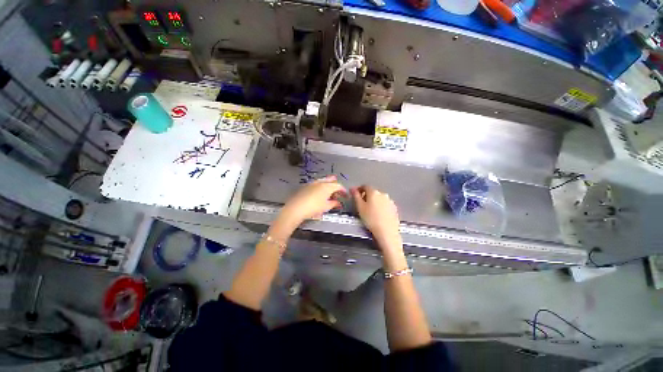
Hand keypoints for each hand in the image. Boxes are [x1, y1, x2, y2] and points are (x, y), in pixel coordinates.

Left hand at [277, 175, 346, 229]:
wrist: (296, 208)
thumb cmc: (314, 207)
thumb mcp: (326, 207)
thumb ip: (334, 204)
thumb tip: (339, 203)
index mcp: (327, 186)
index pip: (338, 186)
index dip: (343, 191)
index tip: (345, 196)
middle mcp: (320, 182)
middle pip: (330, 180)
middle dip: (335, 185)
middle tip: (338, 191)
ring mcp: (312, 183)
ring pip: (323, 181)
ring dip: (328, 185)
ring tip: (329, 192)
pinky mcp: (305, 186)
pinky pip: (316, 184)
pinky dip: (320, 187)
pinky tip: (319, 193)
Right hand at [351, 185, 401, 248]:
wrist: (387, 232)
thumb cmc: (371, 219)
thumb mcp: (360, 207)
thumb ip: (355, 196)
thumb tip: (352, 188)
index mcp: (373, 192)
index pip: (365, 186)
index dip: (359, 190)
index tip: (356, 195)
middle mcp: (383, 194)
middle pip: (372, 192)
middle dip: (366, 196)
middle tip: (362, 205)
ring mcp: (390, 201)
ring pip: (379, 198)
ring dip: (374, 201)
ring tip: (370, 211)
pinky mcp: (394, 208)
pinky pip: (385, 204)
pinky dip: (380, 207)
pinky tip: (378, 215)